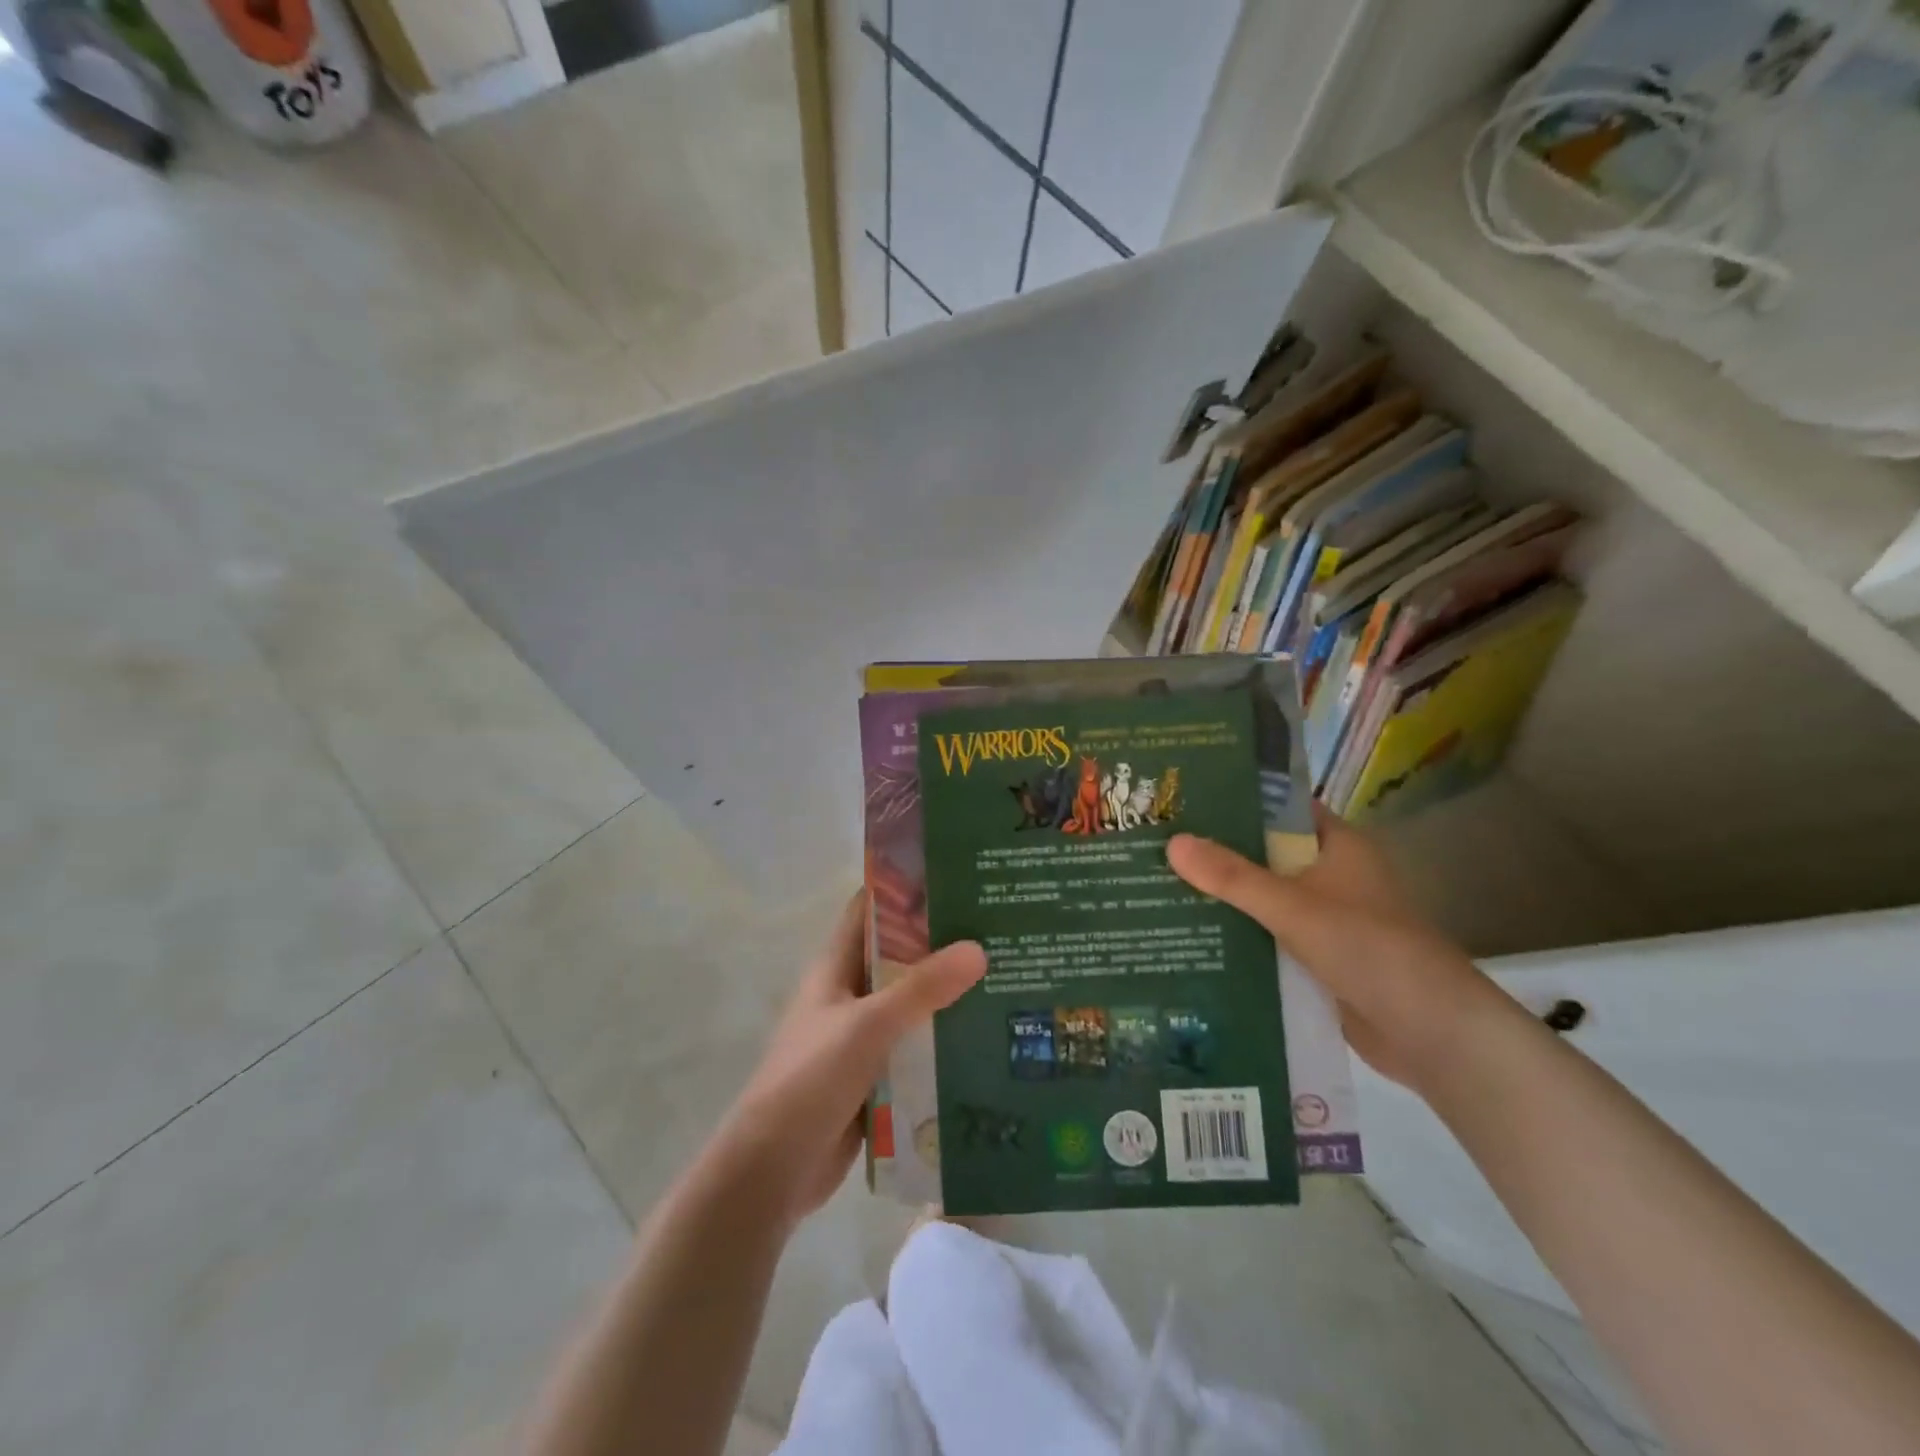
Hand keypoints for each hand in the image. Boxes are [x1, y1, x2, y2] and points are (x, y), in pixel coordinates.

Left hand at [718, 891, 985, 1227]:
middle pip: (897, 957)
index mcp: (835, 968)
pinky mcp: (874, 1077)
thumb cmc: (811, 1079)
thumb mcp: (868, 1025)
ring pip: (910, 1005)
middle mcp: (848, 995)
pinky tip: (987, 1038)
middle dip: (940, 944)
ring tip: (1006, 978)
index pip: (868, 911)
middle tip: (997, 929)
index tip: (952, 875)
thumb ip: (922, 988)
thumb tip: (978, 949)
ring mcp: (861, 1038)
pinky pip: (914, 1048)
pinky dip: (942, 1041)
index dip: (903, 889)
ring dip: (948, 996)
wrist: (773, 1170)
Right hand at [1167, 807, 1500, 1088]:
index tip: (1184, 798)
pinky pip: (1269, 935)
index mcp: (1338, 846)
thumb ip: (1233, 877)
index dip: (1236, 799)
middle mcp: (1331, 875)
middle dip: (1216, 853)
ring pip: (1264, 897)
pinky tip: (1191, 934)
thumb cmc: (1370, 950)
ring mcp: (1325, 918)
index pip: (1280, 808)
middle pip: (1265, 854)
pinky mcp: (1318, 958)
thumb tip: (1172, 842)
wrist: (1433, 1035)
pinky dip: (1239, 934)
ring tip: (1159, 886)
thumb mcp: (1294, 907)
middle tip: (1155, 844)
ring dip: (1224, 897)